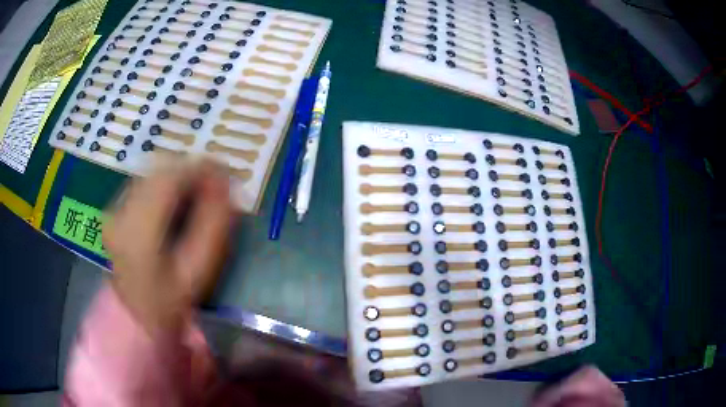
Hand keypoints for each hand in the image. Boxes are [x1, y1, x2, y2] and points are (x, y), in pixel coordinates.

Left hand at [104, 159, 233, 335]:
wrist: (136, 314)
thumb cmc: (171, 300)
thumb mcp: (198, 270)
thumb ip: (214, 226)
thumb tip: (226, 186)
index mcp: (140, 229)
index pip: (170, 179)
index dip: (200, 168)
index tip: (225, 173)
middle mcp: (121, 211)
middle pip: (160, 170)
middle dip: (191, 169)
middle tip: (215, 182)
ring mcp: (115, 209)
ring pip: (152, 173)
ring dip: (178, 175)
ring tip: (198, 189)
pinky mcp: (115, 209)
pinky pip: (144, 183)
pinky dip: (164, 183)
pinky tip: (175, 198)